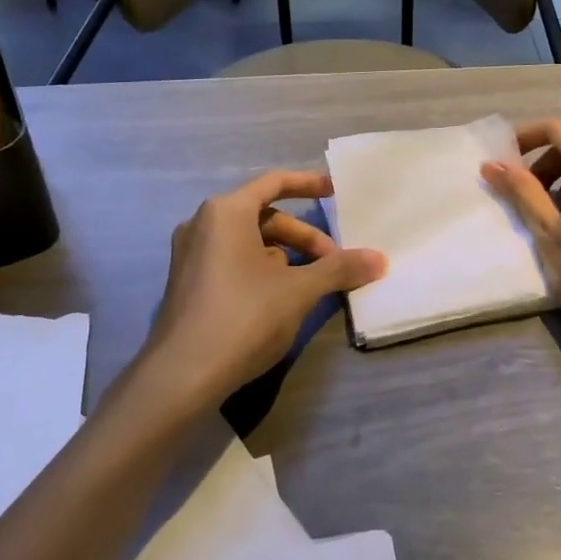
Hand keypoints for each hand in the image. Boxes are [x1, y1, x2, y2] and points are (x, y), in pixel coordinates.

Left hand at [131, 170, 385, 410]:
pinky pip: (232, 261)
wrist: (181, 376)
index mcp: (226, 212)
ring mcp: (190, 255)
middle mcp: (203, 224)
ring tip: (310, 284)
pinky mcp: (188, 283)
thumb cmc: (243, 317)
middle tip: (333, 263)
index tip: (336, 191)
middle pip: (265, 217)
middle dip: (303, 237)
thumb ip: (338, 269)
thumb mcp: (299, 290)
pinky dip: (261, 269)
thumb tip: (379, 259)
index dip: (308, 184)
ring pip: (249, 242)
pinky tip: (281, 298)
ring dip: (285, 256)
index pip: (274, 183)